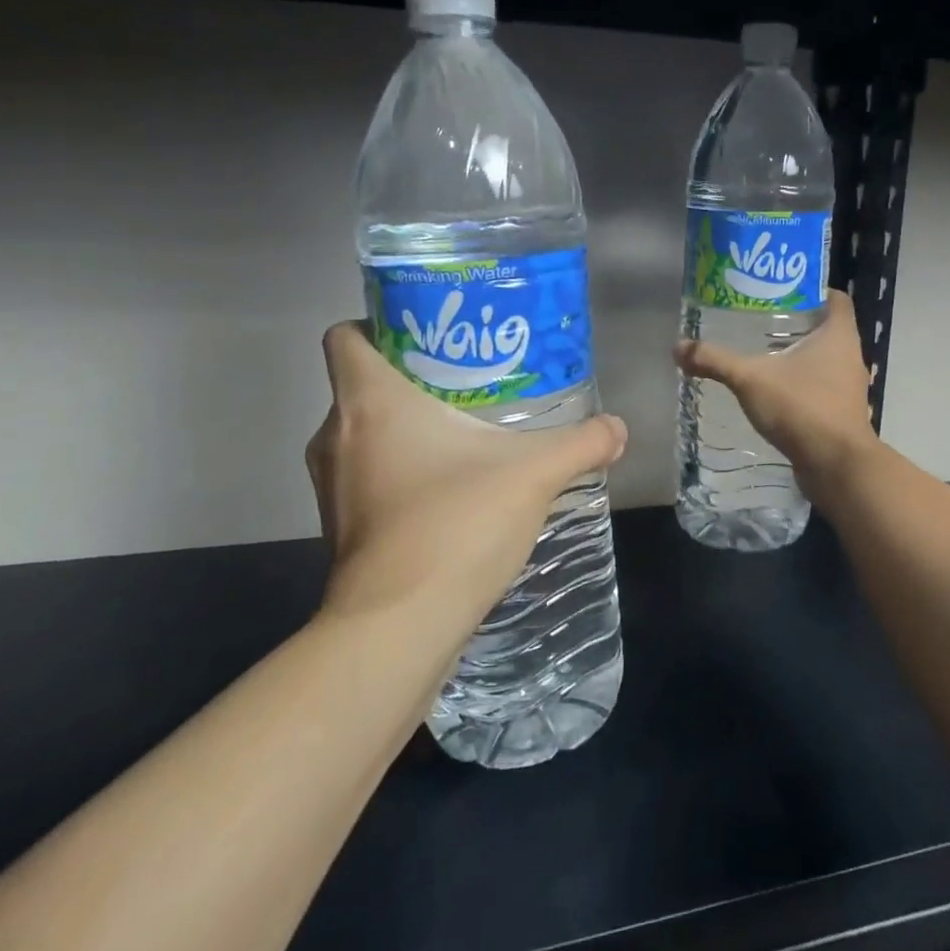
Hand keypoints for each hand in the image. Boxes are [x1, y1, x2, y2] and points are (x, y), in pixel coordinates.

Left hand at [305, 322, 626, 623]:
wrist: (398, 628)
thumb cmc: (455, 524)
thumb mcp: (534, 474)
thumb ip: (581, 443)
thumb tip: (618, 428)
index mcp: (370, 401)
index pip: (346, 335)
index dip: (380, 323)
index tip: (430, 333)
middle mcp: (336, 435)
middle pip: (361, 382)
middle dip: (412, 376)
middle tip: (469, 379)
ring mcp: (331, 485)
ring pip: (363, 432)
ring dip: (406, 427)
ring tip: (466, 431)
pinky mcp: (340, 526)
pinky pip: (367, 475)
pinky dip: (400, 470)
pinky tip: (451, 487)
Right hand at [674, 289, 878, 492]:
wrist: (836, 466)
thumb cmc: (802, 408)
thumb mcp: (751, 380)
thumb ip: (715, 361)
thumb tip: (678, 346)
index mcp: (839, 335)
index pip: (837, 298)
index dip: (815, 289)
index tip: (784, 290)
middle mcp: (850, 356)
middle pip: (828, 328)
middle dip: (798, 322)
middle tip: (762, 318)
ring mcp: (849, 387)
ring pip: (825, 360)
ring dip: (800, 355)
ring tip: (763, 352)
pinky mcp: (842, 413)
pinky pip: (822, 387)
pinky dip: (802, 384)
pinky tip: (774, 390)